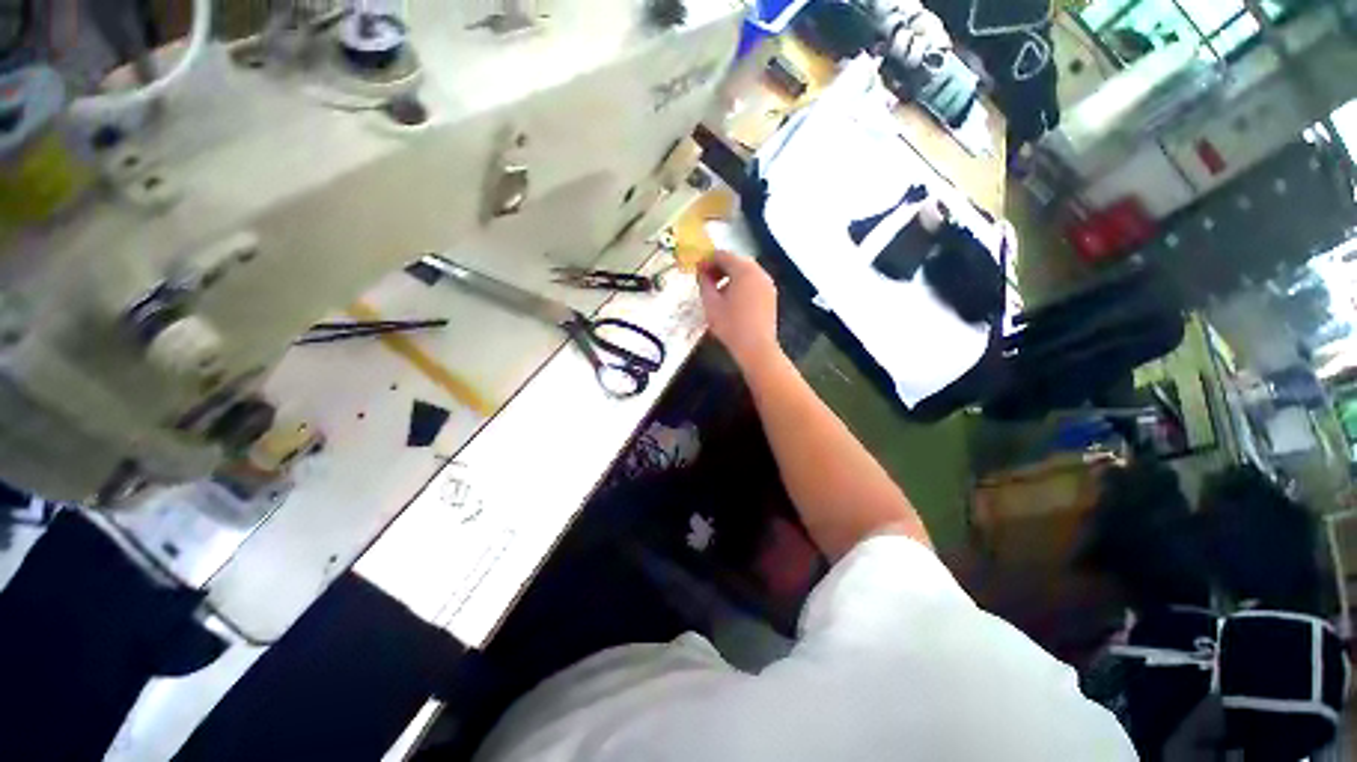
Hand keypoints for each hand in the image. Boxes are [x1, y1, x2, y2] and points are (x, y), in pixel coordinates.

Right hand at [698, 251, 780, 370]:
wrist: (756, 347)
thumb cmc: (731, 325)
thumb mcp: (711, 304)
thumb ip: (704, 283)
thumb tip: (702, 273)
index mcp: (744, 270)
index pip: (723, 255)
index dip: (707, 260)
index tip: (697, 269)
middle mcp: (759, 272)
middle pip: (736, 261)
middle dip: (719, 267)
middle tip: (705, 279)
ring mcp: (767, 284)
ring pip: (746, 272)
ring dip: (730, 276)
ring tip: (717, 291)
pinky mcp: (770, 296)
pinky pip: (753, 282)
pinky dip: (741, 284)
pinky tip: (732, 300)